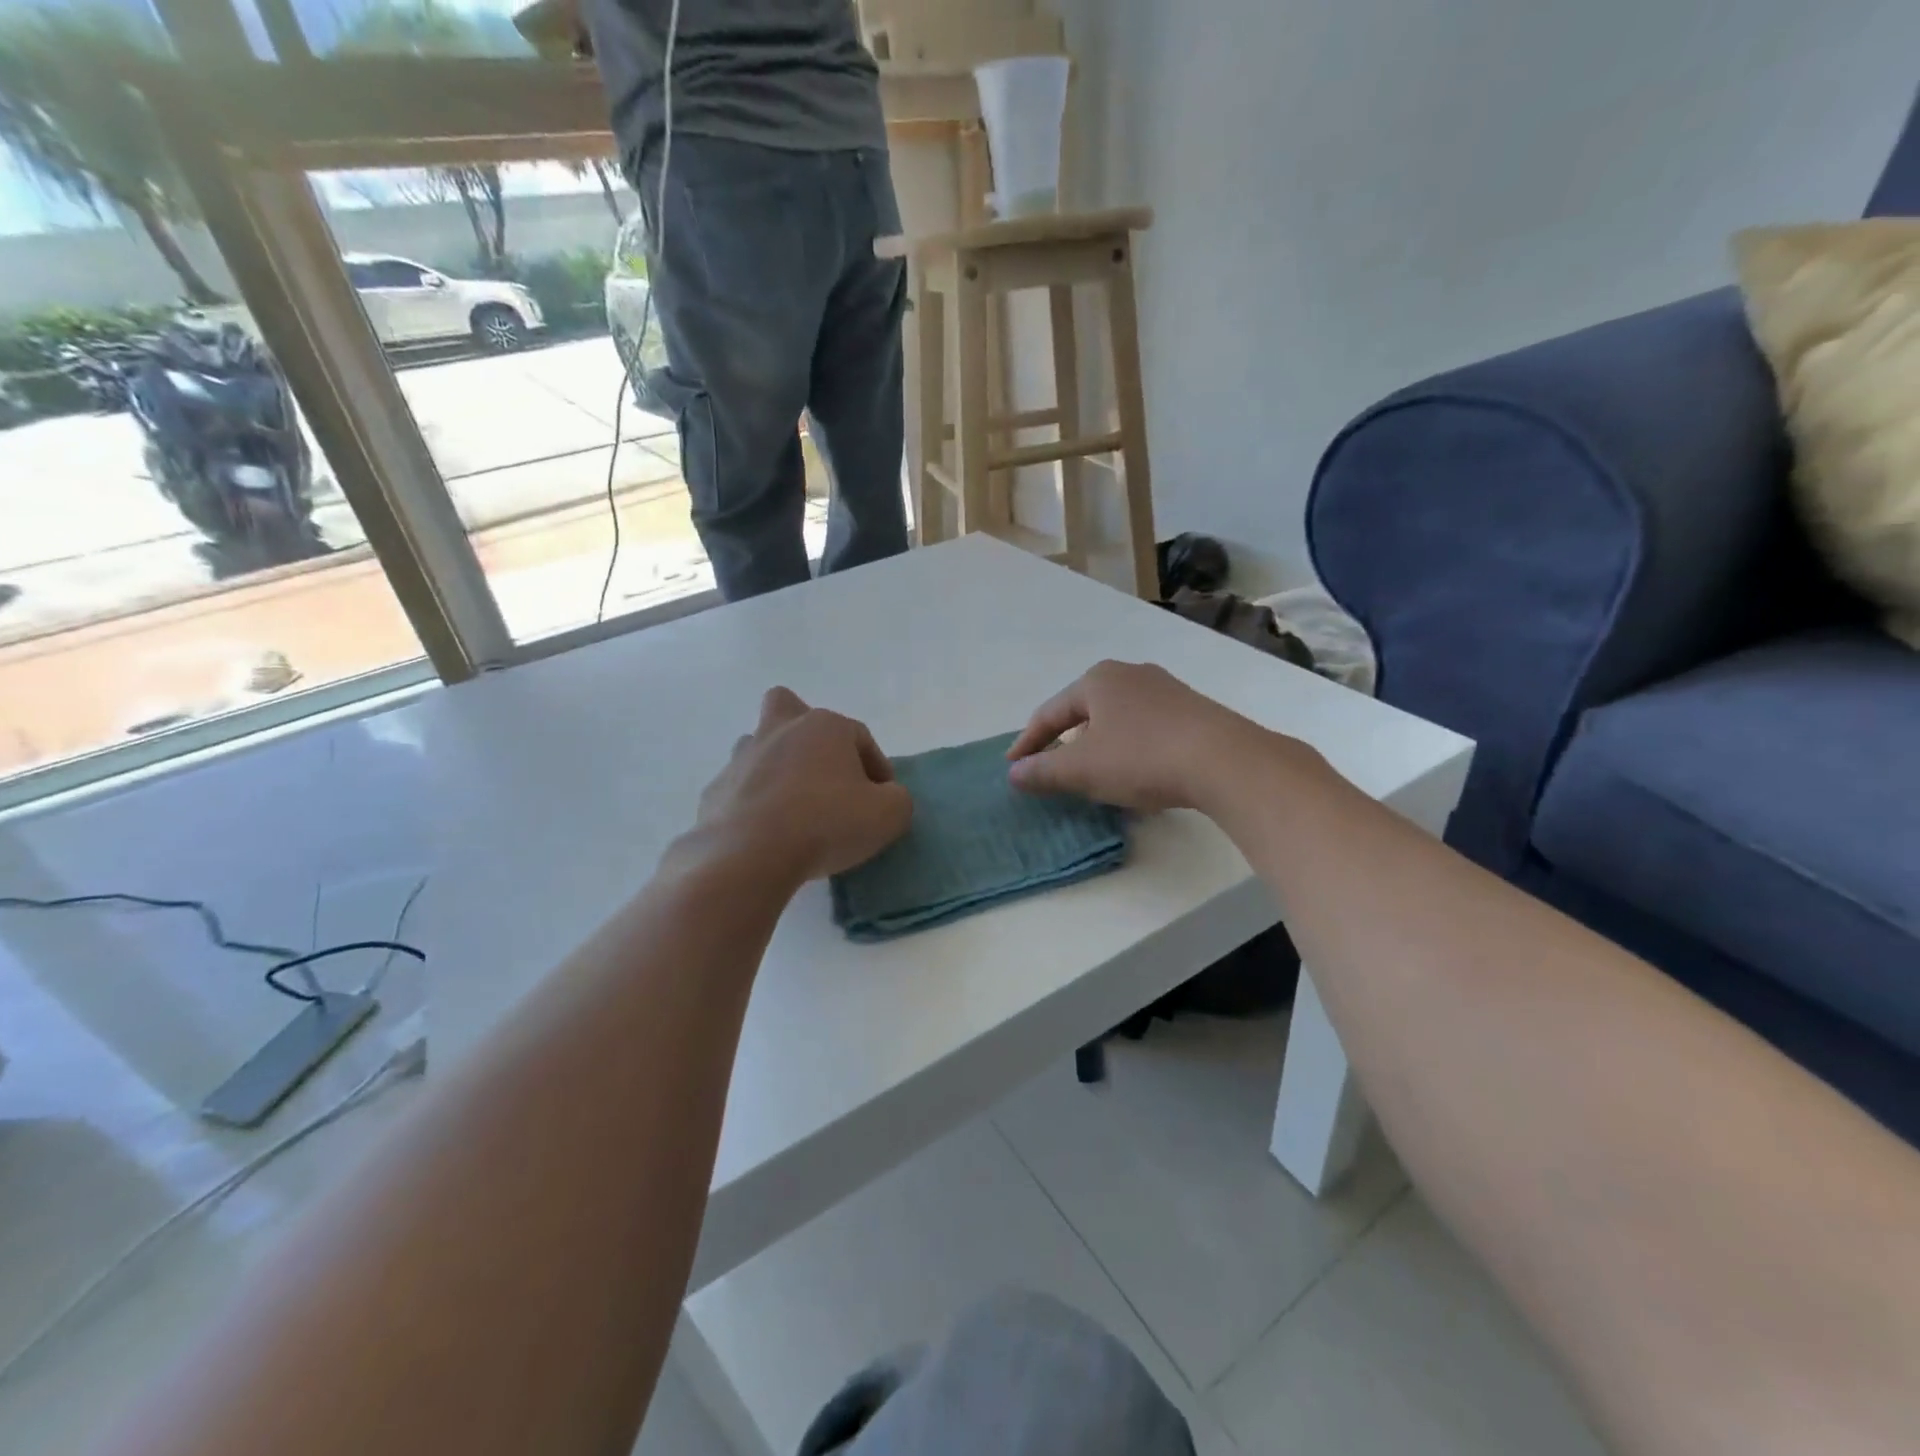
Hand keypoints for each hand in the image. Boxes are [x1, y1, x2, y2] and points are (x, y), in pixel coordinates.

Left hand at [696, 688, 913, 882]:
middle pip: (788, 707)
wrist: (750, 855)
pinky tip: (765, 833)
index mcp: (824, 727)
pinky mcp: (715, 791)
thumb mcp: (889, 814)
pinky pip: (739, 789)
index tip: (882, 799)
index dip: (877, 767)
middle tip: (821, 771)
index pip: (860, 737)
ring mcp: (741, 759)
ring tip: (792, 807)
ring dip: (776, 767)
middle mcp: (779, 730)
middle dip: (805, 731)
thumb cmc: (826, 823)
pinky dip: (753, 803)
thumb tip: (885, 796)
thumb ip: (896, 798)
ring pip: (759, 746)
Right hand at [1006, 661, 1269, 811]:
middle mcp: (1129, 674)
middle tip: (1050, 766)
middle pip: (1083, 711)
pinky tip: (1135, 769)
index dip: (1027, 743)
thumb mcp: (1082, 769)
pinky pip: (1146, 727)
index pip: (1049, 713)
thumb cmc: (1141, 757)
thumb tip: (1015, 774)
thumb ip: (1043, 770)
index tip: (1012, 768)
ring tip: (1091, 770)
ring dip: (1098, 744)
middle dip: (1064, 740)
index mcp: (1097, 680)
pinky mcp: (1192, 709)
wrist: (1224, 760)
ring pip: (1116, 718)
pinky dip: (1129, 747)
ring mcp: (1165, 689)